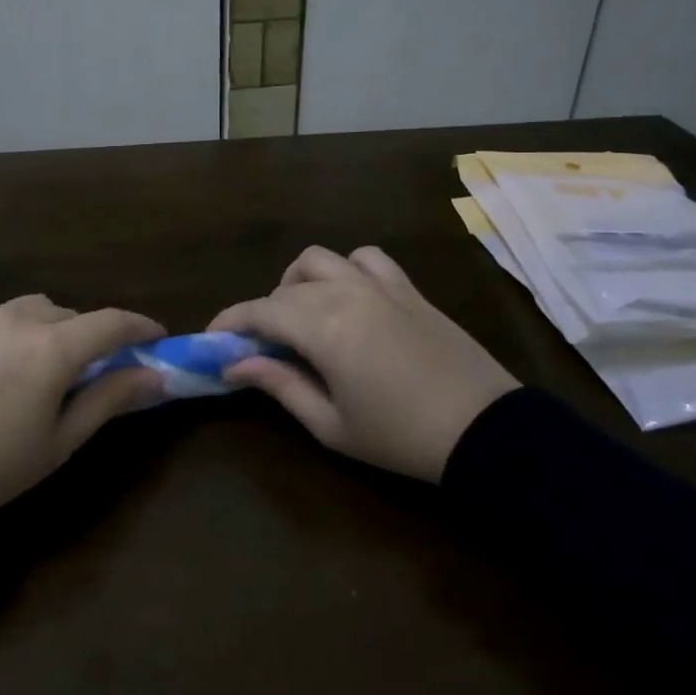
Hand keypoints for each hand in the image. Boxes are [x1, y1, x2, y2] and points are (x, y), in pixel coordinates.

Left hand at [0, 295, 165, 520]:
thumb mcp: (59, 442)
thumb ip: (109, 399)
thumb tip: (154, 376)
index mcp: (52, 348)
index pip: (111, 322)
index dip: (140, 326)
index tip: (155, 338)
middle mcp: (17, 320)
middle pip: (70, 315)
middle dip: (89, 336)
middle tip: (90, 372)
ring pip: (31, 310)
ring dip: (49, 329)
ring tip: (39, 369)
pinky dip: (11, 336)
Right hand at [209, 246, 519, 482]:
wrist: (484, 431)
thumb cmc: (399, 437)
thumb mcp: (330, 424)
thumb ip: (279, 386)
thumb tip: (235, 366)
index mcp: (322, 329)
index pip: (259, 312)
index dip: (229, 323)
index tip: (212, 341)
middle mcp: (345, 294)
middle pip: (283, 289)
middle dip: (260, 313)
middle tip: (259, 347)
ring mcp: (379, 285)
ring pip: (319, 260)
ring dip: (297, 282)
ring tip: (299, 314)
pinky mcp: (406, 288)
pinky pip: (366, 257)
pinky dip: (346, 268)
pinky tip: (347, 294)